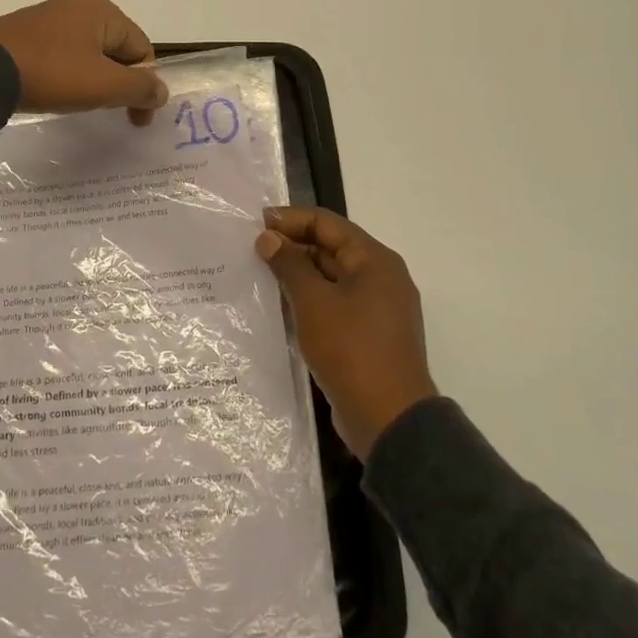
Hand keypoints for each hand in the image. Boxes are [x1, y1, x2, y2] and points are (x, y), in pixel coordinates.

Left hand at [0, 0, 168, 123]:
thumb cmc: (54, 74)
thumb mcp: (105, 85)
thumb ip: (141, 88)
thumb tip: (161, 92)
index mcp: (102, 10)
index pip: (142, 50)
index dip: (145, 86)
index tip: (135, 119)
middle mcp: (77, 6)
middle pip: (115, 49)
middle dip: (119, 82)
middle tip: (109, 111)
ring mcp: (47, 17)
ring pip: (87, 53)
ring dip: (93, 80)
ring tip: (81, 104)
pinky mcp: (23, 33)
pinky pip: (60, 55)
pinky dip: (67, 75)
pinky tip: (55, 92)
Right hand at [255, 206, 438, 460]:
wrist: (388, 419)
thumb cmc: (351, 349)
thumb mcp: (313, 301)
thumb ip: (289, 264)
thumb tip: (268, 238)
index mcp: (374, 260)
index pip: (327, 223)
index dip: (290, 219)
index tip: (254, 224)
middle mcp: (380, 278)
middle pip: (330, 249)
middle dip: (291, 247)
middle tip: (250, 252)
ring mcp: (376, 309)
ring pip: (330, 279)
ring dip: (297, 276)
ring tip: (257, 277)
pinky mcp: (367, 335)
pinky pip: (333, 305)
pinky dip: (308, 301)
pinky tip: (279, 308)